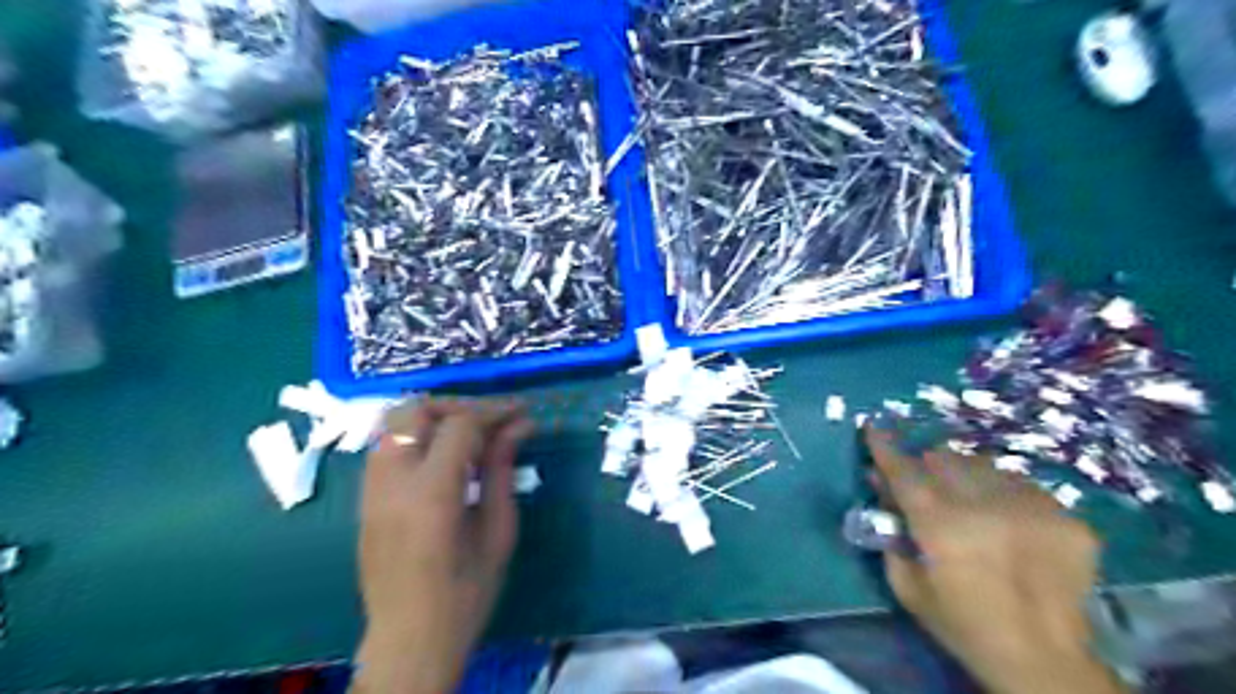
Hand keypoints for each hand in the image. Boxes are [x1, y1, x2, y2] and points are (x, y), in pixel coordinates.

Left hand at [352, 396, 537, 693]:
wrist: (409, 640)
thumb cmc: (465, 594)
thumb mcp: (497, 531)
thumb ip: (502, 471)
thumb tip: (519, 428)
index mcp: (431, 494)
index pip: (461, 425)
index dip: (495, 411)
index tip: (523, 413)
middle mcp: (392, 481)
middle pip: (416, 410)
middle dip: (459, 405)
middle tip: (493, 420)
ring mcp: (371, 488)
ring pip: (394, 423)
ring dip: (434, 417)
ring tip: (470, 432)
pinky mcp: (363, 498)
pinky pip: (387, 445)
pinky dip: (416, 436)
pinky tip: (443, 455)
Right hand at [863, 427, 1126, 693]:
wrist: (1045, 662)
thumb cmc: (963, 625)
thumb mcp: (908, 586)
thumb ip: (890, 534)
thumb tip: (883, 492)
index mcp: (941, 525)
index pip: (904, 471)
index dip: (885, 446)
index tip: (873, 426)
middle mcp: (986, 506)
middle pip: (945, 458)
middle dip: (927, 464)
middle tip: (926, 484)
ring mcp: (1033, 508)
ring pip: (985, 465)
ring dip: (966, 476)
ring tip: (970, 504)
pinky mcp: (1068, 519)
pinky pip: (1023, 485)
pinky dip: (1005, 494)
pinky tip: (1008, 522)